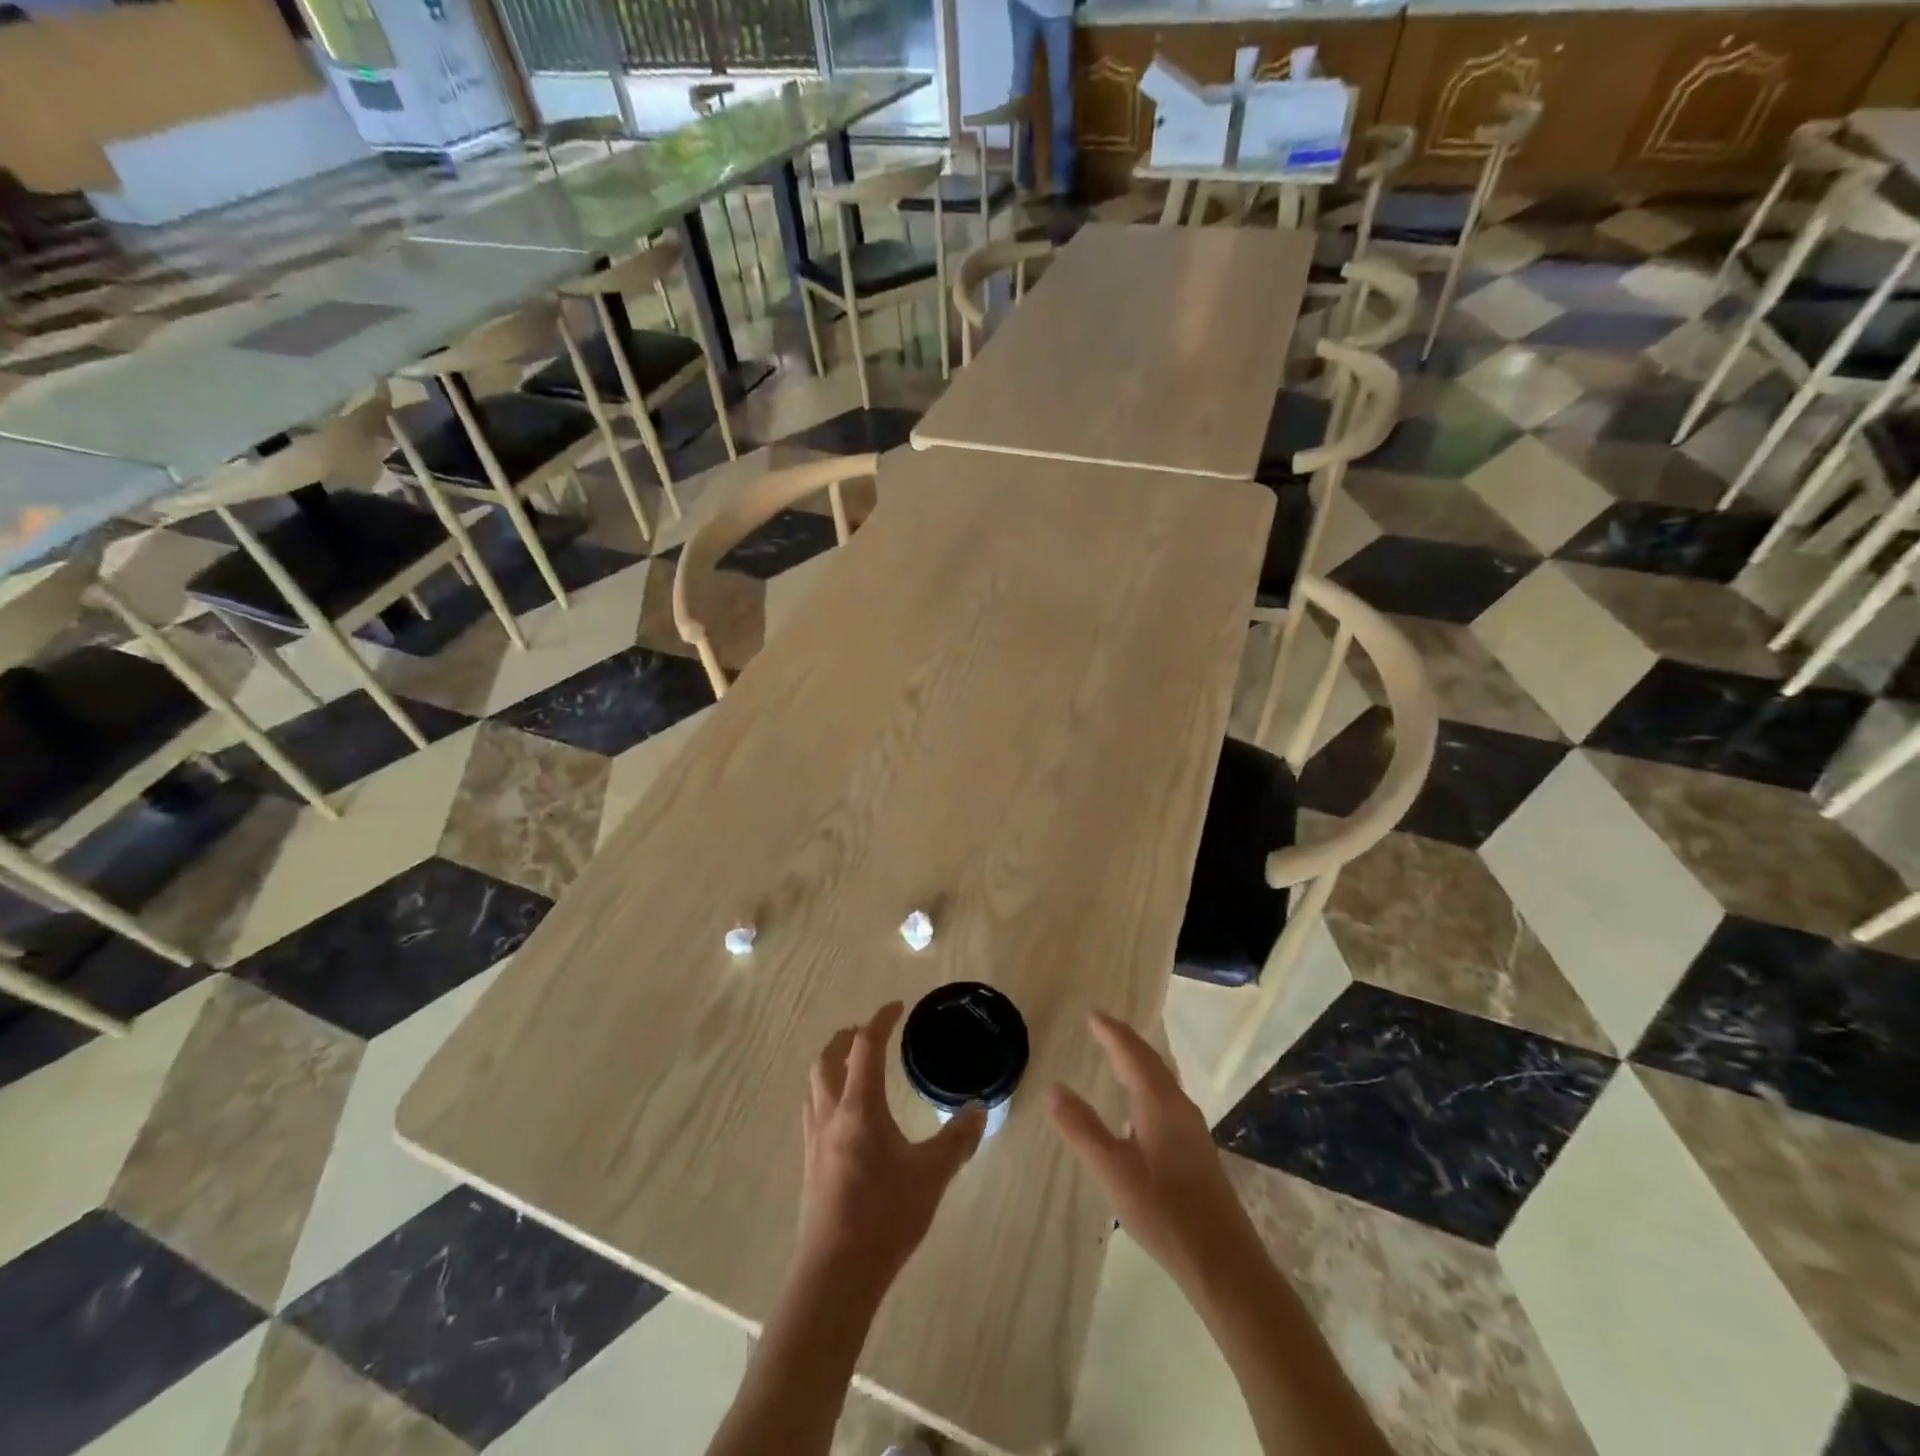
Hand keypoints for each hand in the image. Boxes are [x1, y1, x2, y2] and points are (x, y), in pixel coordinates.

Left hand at [797, 1002, 985, 1293]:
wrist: (835, 1275)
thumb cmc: (885, 1217)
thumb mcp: (932, 1176)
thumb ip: (958, 1140)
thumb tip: (979, 1108)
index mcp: (859, 1108)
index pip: (865, 1047)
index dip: (880, 1021)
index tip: (897, 1007)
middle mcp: (831, 1115)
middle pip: (828, 1059)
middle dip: (847, 1038)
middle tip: (869, 1033)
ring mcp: (815, 1141)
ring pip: (814, 1085)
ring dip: (831, 1064)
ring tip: (853, 1066)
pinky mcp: (810, 1165)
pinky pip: (813, 1111)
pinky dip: (827, 1093)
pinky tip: (845, 1116)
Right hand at [1048, 1011, 1252, 1286]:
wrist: (1223, 1261)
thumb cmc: (1164, 1211)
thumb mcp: (1113, 1170)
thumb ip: (1082, 1128)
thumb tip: (1054, 1087)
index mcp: (1159, 1102)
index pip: (1132, 1054)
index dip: (1111, 1033)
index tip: (1092, 1014)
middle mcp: (1179, 1105)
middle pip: (1151, 1061)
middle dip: (1126, 1041)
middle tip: (1102, 1026)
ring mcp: (1192, 1127)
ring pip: (1162, 1078)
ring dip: (1139, 1060)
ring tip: (1119, 1053)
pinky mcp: (1197, 1148)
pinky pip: (1167, 1096)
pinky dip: (1148, 1081)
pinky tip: (1142, 1101)